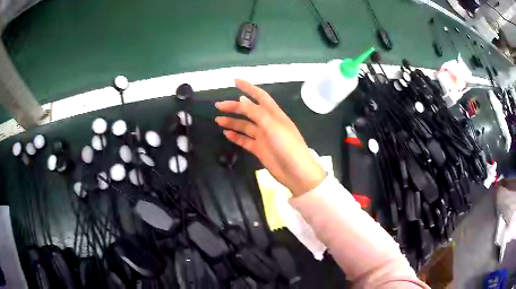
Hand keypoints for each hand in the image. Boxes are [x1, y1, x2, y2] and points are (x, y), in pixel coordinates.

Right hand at [215, 79, 325, 195]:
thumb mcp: (272, 127)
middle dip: (234, 107)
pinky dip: (236, 136)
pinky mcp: (259, 149)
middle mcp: (267, 123)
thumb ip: (256, 113)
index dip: (248, 87)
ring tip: (218, 120)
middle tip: (218, 106)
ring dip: (232, 122)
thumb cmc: (288, 147)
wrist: (296, 172)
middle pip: (248, 111)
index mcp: (274, 114)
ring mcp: (263, 136)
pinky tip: (226, 133)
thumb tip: (241, 99)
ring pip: (245, 126)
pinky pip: (245, 140)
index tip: (235, 81)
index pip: (260, 96)